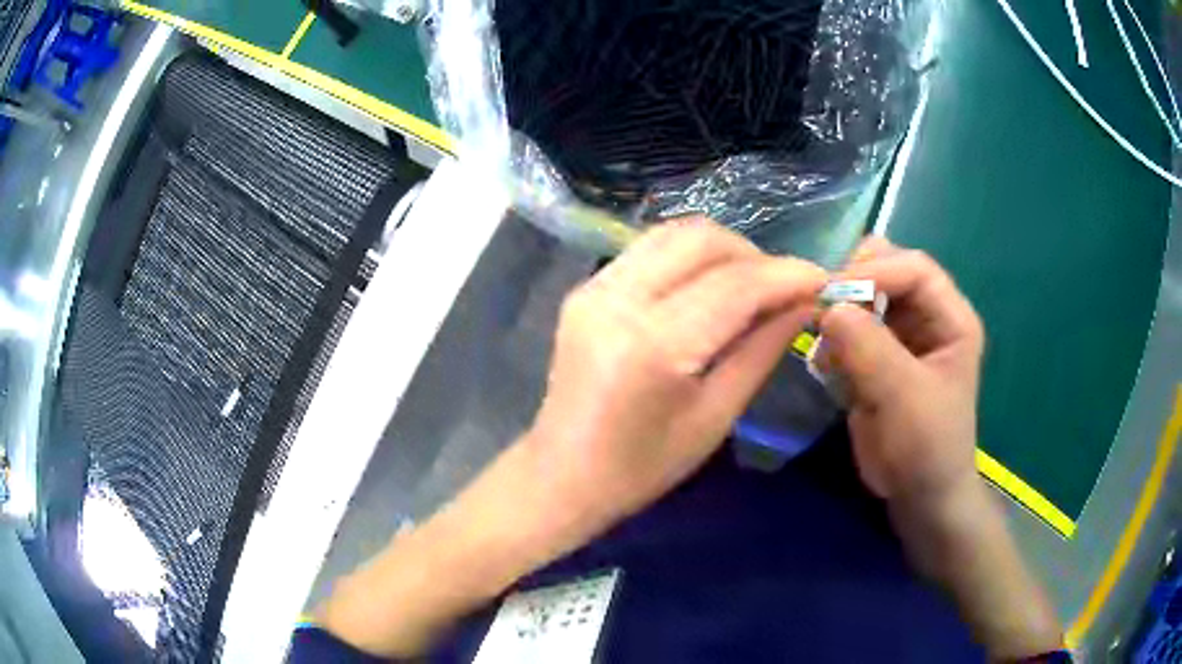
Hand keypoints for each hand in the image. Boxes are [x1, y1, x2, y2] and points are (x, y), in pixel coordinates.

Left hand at [527, 218, 826, 527]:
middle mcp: (619, 299)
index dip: (786, 275)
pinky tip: (709, 286)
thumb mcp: (715, 417)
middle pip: (701, 239)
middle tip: (783, 288)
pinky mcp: (585, 288)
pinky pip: (649, 250)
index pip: (735, 285)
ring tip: (751, 284)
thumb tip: (804, 303)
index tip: (822, 279)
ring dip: (723, 249)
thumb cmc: (642, 467)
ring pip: (673, 233)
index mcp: (653, 345)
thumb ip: (762, 350)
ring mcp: (594, 287)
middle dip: (754, 254)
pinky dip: (689, 257)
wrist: (562, 475)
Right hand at [820, 238, 1061, 657]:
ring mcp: (900, 337)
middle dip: (853, 283)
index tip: (833, 293)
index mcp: (951, 318)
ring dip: (838, 313)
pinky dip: (831, 340)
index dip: (877, 271)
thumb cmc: (928, 447)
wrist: (920, 497)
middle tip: (822, 307)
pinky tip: (825, 368)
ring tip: (823, 347)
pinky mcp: (875, 359)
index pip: (915, 269)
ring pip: (862, 297)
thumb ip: (870, 347)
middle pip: (887, 270)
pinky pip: (848, 330)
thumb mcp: (905, 396)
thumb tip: (827, 306)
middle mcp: (927, 318)